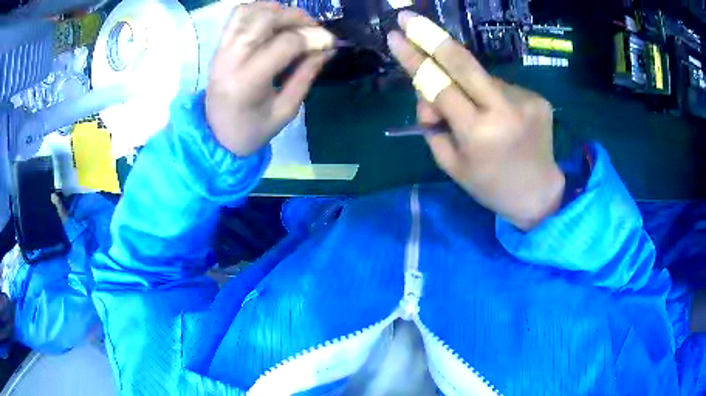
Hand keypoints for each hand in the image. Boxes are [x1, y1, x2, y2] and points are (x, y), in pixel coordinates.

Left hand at [206, 2, 333, 156]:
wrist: (216, 136)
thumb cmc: (253, 129)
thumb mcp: (286, 110)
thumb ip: (306, 75)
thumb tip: (327, 48)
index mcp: (247, 81)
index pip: (285, 43)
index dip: (313, 37)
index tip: (330, 42)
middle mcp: (231, 59)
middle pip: (266, 18)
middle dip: (297, 17)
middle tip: (313, 28)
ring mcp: (221, 49)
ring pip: (250, 11)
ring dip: (277, 11)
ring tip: (292, 24)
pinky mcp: (219, 46)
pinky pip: (238, 15)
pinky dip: (259, 11)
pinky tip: (273, 22)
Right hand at [388, 11, 564, 230]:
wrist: (539, 193)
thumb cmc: (489, 185)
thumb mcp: (451, 163)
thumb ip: (434, 125)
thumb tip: (429, 95)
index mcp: (479, 133)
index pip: (439, 86)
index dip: (415, 59)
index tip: (395, 36)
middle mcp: (504, 110)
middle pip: (463, 62)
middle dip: (432, 37)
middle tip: (407, 17)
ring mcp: (525, 99)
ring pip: (481, 77)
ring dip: (466, 84)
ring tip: (473, 110)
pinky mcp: (537, 97)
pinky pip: (500, 86)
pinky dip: (489, 93)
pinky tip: (496, 113)